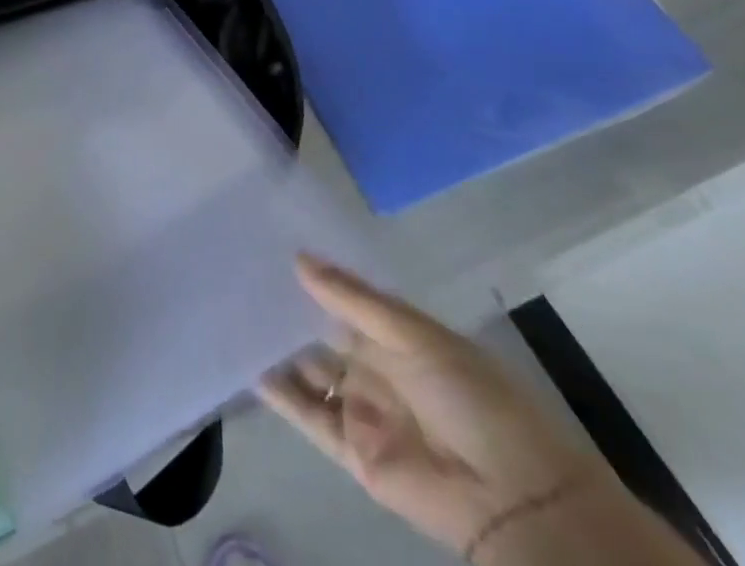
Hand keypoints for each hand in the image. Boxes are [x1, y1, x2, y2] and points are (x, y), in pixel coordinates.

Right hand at [260, 257, 598, 558]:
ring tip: (230, 314)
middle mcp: (375, 367)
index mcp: (396, 335)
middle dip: (286, 309)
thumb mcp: (414, 335)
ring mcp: (362, 409)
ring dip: (276, 349)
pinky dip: (279, 394)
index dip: (309, 276)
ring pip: (308, 371)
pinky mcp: (353, 451)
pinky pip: (307, 416)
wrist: (514, 498)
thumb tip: (297, 256)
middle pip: (320, 333)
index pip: (343, 298)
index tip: (266, 246)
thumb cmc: (473, 397)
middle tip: (236, 275)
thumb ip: (353, 299)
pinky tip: (245, 366)